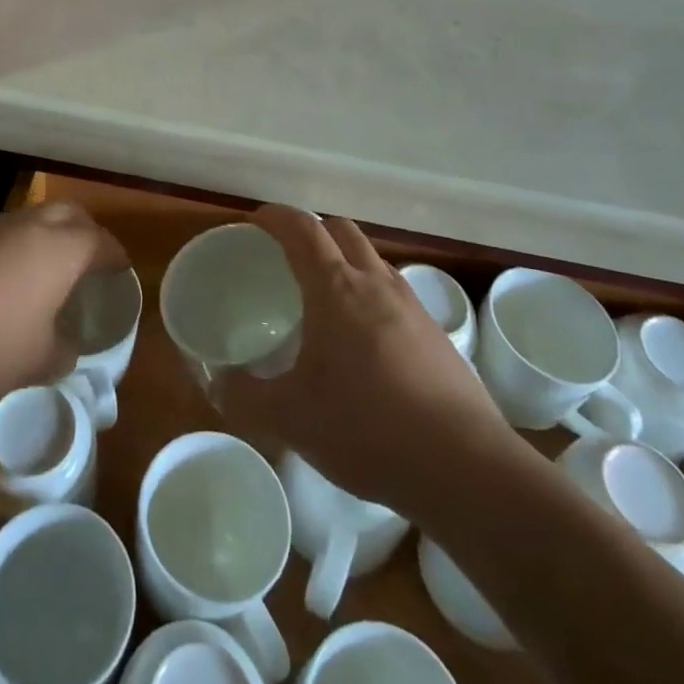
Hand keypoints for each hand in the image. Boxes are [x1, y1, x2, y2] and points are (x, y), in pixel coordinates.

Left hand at [0, 201, 128, 403]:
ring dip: (44, 238)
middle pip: (69, 214)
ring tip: (43, 272)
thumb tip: (67, 349)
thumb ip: (63, 354)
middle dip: (85, 232)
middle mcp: (29, 226)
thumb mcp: (37, 362)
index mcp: (61, 248)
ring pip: (30, 221)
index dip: (115, 255)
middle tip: (89, 260)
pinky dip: (9, 251)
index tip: (121, 268)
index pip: (101, 241)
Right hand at [215, 207, 520, 509]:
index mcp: (336, 288)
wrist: (466, 467)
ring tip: (324, 297)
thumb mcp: (291, 419)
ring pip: (371, 258)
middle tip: (287, 255)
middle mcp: (375, 283)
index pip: (302, 228)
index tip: (256, 220)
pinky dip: (370, 293)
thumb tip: (217, 383)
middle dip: (311, 229)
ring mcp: (411, 305)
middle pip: (341, 229)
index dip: (276, 216)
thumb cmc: (368, 429)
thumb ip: (245, 398)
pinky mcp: (436, 333)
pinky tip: (364, 340)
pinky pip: (394, 291)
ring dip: (344, 260)